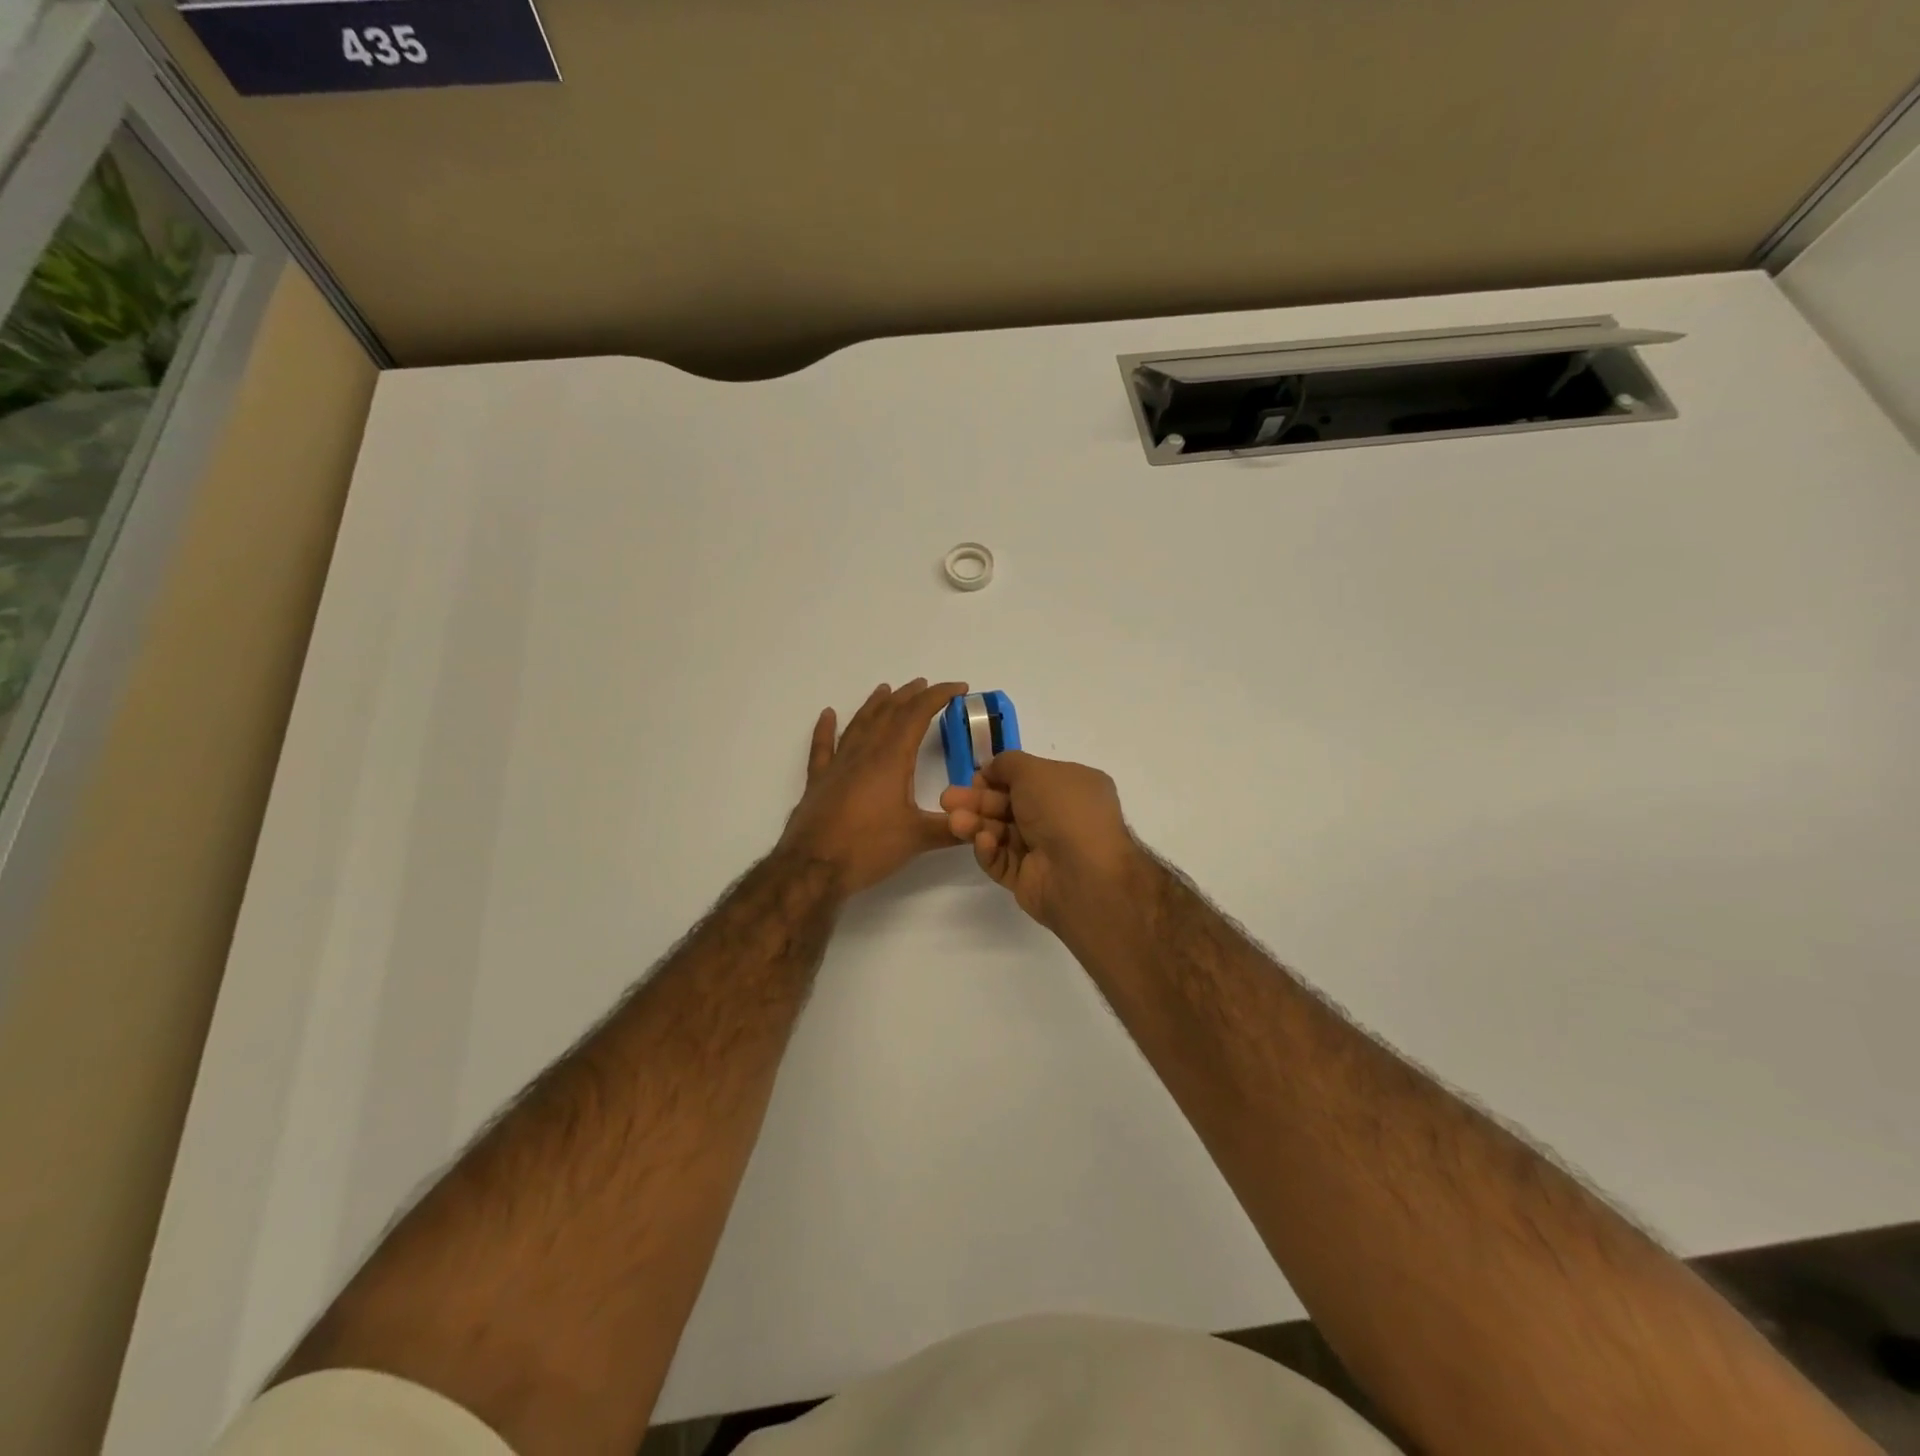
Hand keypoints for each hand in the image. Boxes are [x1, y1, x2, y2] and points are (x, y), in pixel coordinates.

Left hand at [779, 679, 967, 897]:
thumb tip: (979, 822)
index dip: (939, 697)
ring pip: (859, 724)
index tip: (959, 688)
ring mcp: (838, 765)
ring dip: (875, 705)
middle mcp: (864, 754)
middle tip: (925, 686)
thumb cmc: (868, 848)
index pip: (918, 716)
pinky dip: (825, 729)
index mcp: (891, 760)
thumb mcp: (917, 839)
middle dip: (910, 696)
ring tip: (886, 690)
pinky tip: (827, 715)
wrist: (813, 868)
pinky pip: (822, 747)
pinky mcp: (819, 781)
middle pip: (889, 714)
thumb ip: (951, 829)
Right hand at [940, 750, 1143, 931]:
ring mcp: (1045, 850)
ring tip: (955, 822)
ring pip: (1001, 833)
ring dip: (977, 823)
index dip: (998, 777)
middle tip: (947, 800)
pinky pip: (1003, 860)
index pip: (1029, 779)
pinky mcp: (1029, 879)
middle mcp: (1061, 817)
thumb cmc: (1063, 810)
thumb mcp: (1034, 770)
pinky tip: (984, 842)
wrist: (1083, 873)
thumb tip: (991, 770)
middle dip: (977, 801)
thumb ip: (1007, 764)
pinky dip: (990, 850)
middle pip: (1009, 805)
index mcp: (1072, 787)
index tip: (974, 778)